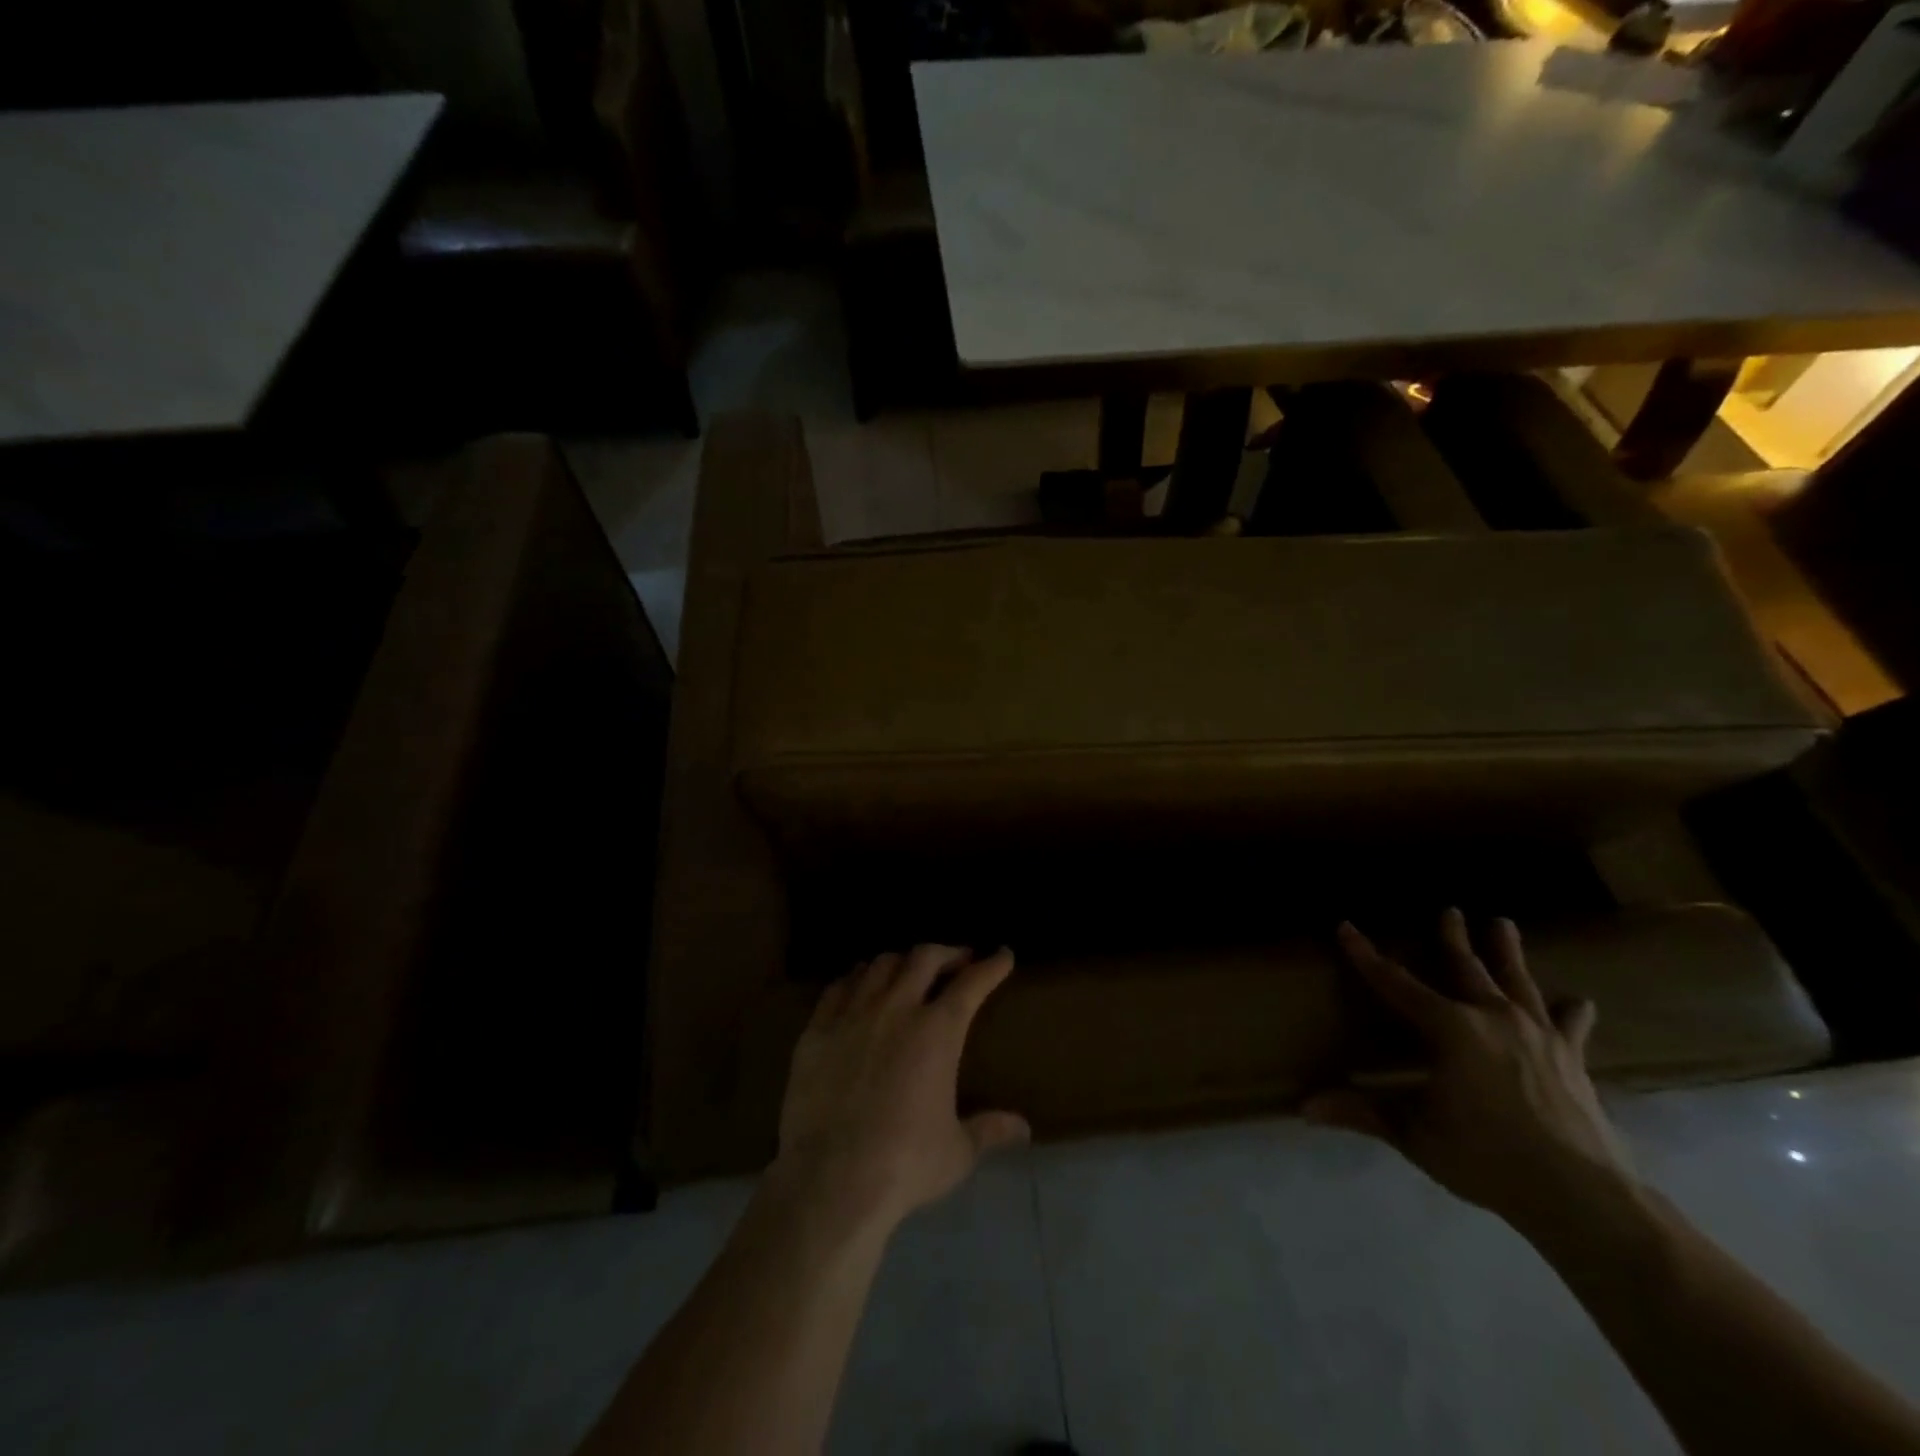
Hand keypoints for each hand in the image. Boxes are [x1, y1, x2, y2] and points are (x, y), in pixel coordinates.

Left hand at [772, 945, 1029, 1234]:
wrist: (831, 1179)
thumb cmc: (905, 1164)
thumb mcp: (957, 1151)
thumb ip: (990, 1130)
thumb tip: (1023, 1128)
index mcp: (938, 1031)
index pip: (972, 983)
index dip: (991, 965)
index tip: (1002, 955)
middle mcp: (897, 1008)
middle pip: (924, 958)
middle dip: (946, 953)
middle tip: (957, 960)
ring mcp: (853, 1014)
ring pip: (881, 965)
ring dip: (902, 962)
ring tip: (909, 971)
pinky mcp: (818, 1029)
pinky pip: (839, 986)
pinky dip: (857, 978)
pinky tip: (861, 985)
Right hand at [1306, 909, 1639, 1235]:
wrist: (1582, 1195)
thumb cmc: (1486, 1157)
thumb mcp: (1414, 1134)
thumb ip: (1362, 1113)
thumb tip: (1302, 1108)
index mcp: (1449, 1028)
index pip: (1395, 983)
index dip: (1366, 955)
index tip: (1346, 927)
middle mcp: (1492, 1018)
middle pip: (1466, 968)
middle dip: (1453, 938)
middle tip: (1450, 910)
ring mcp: (1538, 1035)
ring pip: (1517, 982)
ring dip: (1507, 952)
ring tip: (1503, 923)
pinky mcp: (1572, 1059)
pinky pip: (1569, 1026)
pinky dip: (1571, 1012)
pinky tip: (1579, 1001)